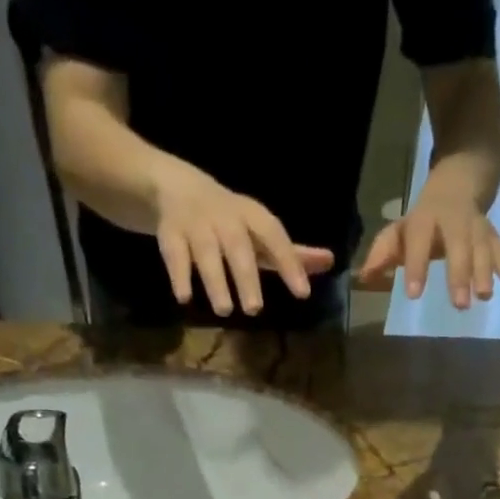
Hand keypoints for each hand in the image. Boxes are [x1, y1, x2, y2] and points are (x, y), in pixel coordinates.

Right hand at [151, 160, 334, 316]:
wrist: (173, 188)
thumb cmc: (229, 221)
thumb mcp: (259, 233)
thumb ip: (291, 253)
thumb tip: (330, 262)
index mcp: (251, 215)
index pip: (274, 235)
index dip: (289, 261)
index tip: (303, 293)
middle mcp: (224, 216)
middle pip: (237, 245)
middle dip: (246, 275)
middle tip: (255, 310)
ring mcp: (195, 223)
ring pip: (205, 251)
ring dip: (215, 280)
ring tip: (224, 310)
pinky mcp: (169, 233)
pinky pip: (173, 253)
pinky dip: (178, 275)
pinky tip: (184, 298)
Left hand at [357, 174, 499, 307]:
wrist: (462, 175)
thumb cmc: (425, 217)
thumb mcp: (401, 229)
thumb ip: (384, 253)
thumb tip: (363, 277)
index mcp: (426, 220)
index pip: (420, 242)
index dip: (417, 266)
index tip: (414, 294)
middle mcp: (454, 221)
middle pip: (458, 245)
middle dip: (459, 274)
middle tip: (459, 304)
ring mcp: (476, 226)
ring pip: (482, 246)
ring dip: (486, 272)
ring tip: (484, 297)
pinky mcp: (492, 233)